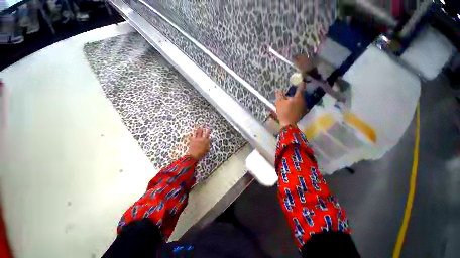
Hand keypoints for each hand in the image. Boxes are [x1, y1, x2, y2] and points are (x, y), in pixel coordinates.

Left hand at [186, 127, 210, 160]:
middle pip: (201, 133)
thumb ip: (208, 145)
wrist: (193, 155)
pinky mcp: (191, 141)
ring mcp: (196, 139)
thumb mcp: (207, 150)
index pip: (207, 135)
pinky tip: (190, 133)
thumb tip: (208, 141)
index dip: (208, 132)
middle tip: (202, 125)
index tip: (208, 129)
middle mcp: (200, 139)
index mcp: (205, 141)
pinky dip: (190, 135)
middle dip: (202, 129)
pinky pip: (190, 137)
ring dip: (197, 130)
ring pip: (197, 133)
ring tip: (197, 127)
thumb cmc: (201, 154)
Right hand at [275, 85, 306, 127]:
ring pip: (298, 100)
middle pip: (298, 94)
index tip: (300, 80)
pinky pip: (298, 105)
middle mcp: (302, 100)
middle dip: (293, 94)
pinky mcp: (301, 111)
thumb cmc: (284, 112)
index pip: (300, 87)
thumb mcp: (279, 102)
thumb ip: (279, 95)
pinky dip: (294, 104)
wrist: (288, 124)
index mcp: (298, 97)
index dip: (300, 83)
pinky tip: (289, 107)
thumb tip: (278, 89)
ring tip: (286, 102)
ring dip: (293, 99)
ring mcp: (303, 106)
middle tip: (286, 95)